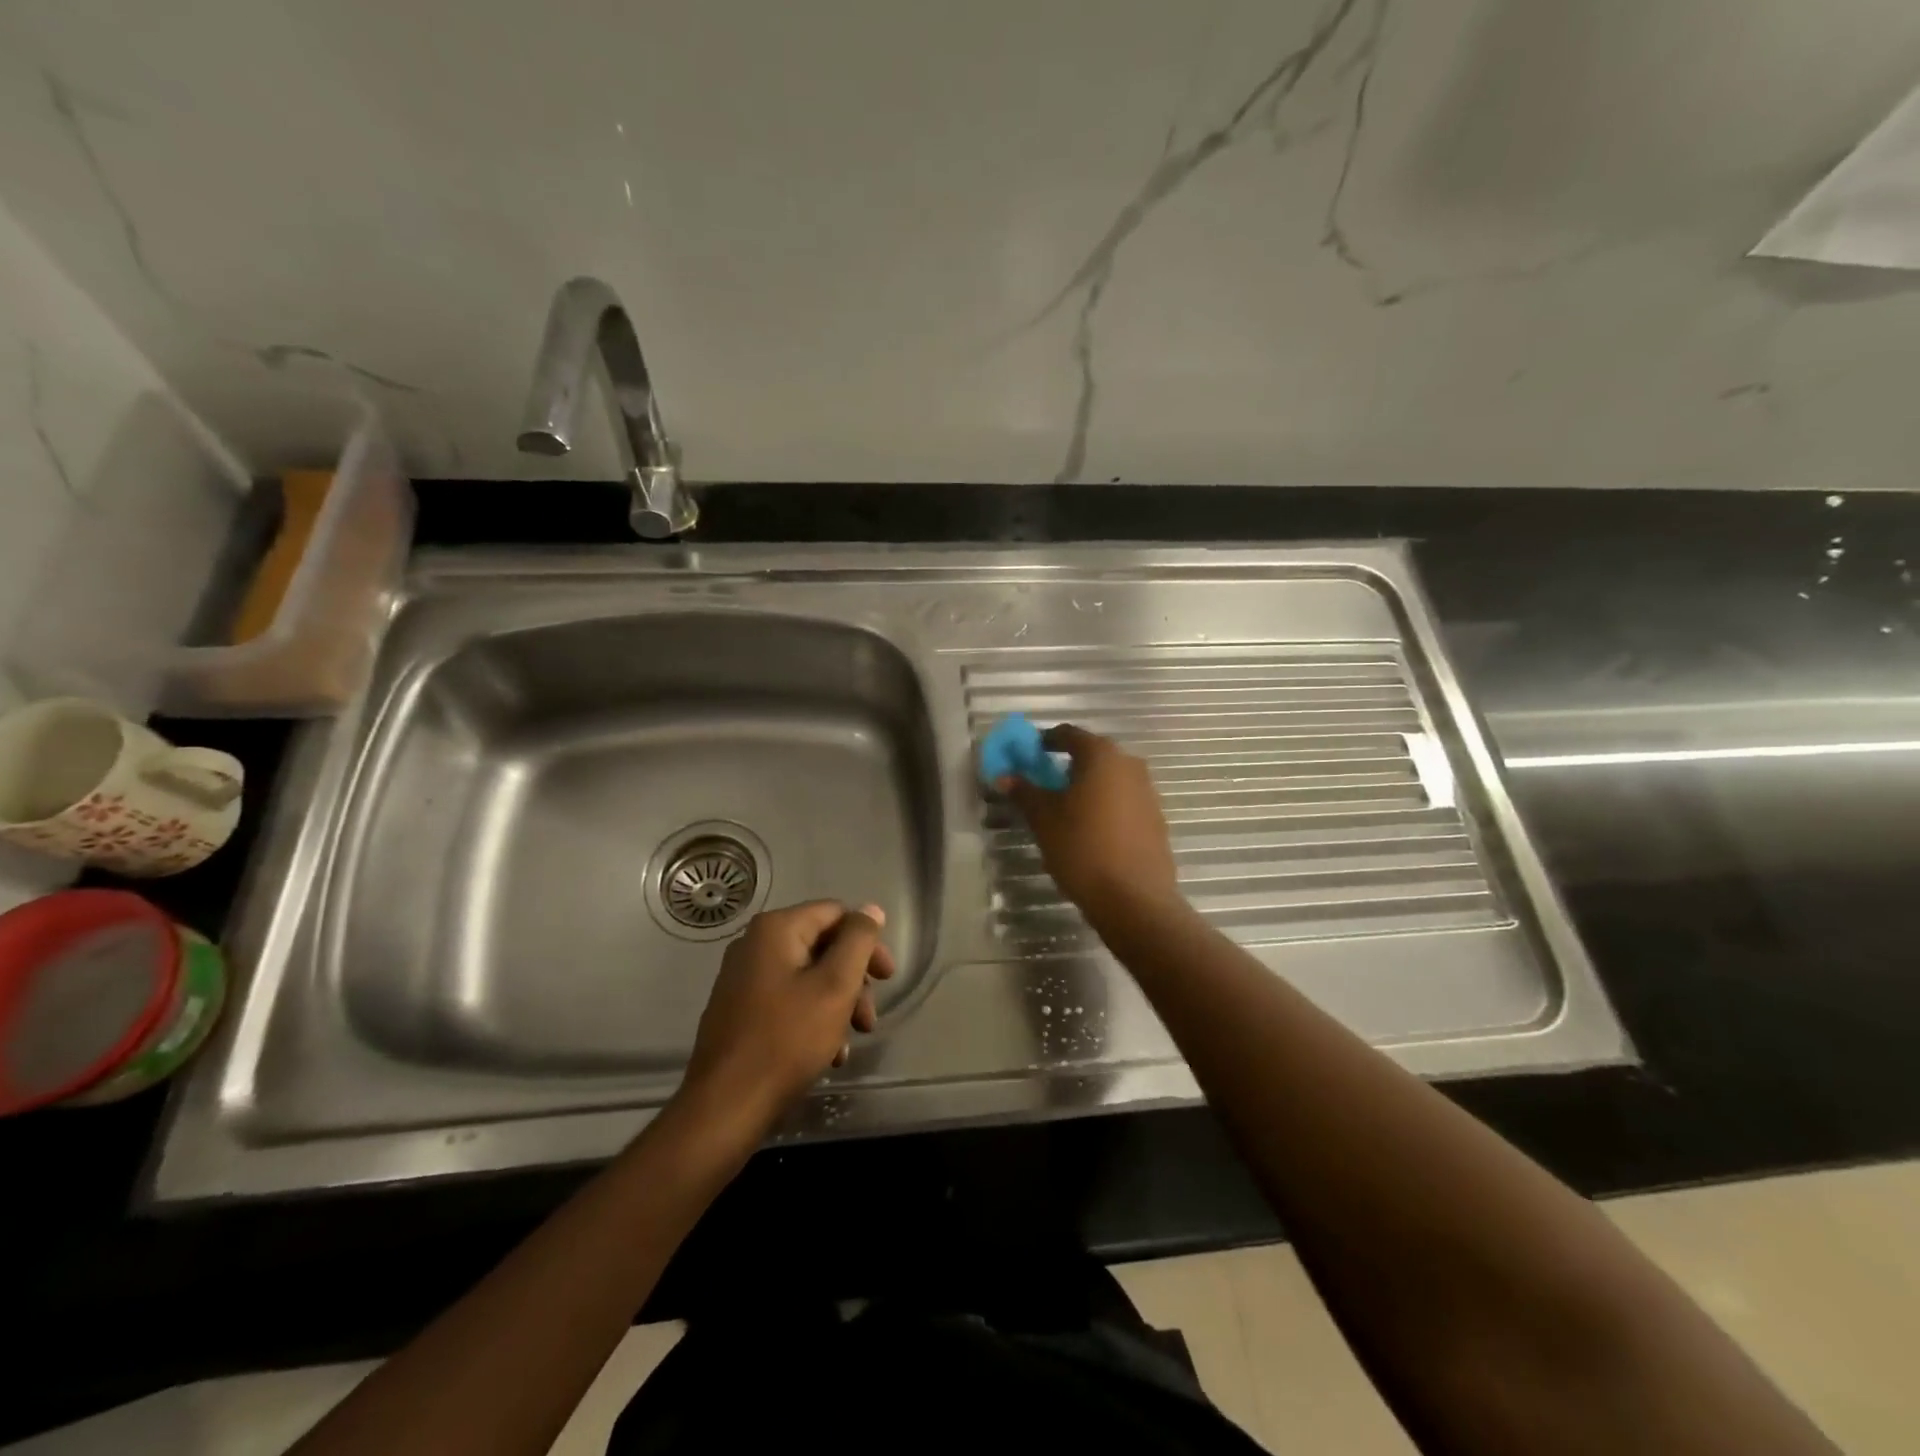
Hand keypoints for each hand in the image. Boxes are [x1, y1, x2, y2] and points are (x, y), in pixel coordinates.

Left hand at [681, 900, 894, 1127]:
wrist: (725, 1106)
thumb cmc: (786, 1039)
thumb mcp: (835, 986)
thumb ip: (858, 941)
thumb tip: (871, 909)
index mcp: (776, 929)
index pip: (836, 914)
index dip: (867, 943)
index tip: (887, 978)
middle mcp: (755, 945)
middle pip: (822, 947)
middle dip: (853, 981)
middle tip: (869, 1018)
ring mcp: (743, 978)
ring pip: (808, 978)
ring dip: (837, 1005)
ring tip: (850, 1042)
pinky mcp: (739, 1010)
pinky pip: (788, 1001)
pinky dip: (813, 1020)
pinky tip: (827, 1054)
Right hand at [995, 724, 1179, 922]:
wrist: (1134, 899)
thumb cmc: (1082, 848)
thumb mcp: (1043, 819)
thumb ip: (1024, 792)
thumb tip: (1005, 776)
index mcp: (1101, 756)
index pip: (1069, 734)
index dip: (1045, 741)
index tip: (1028, 755)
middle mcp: (1129, 765)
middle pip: (1092, 755)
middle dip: (1067, 765)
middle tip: (1044, 783)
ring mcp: (1148, 792)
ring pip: (1110, 779)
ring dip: (1087, 786)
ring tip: (1065, 810)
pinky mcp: (1156, 820)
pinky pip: (1124, 802)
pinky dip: (1105, 806)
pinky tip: (1090, 831)